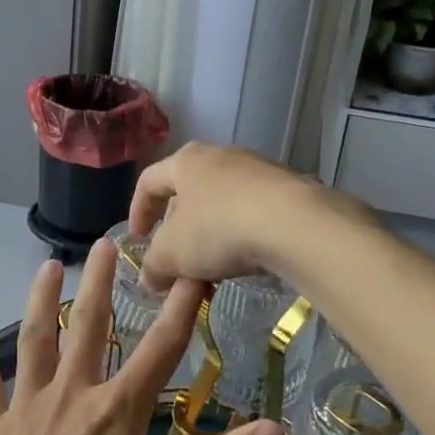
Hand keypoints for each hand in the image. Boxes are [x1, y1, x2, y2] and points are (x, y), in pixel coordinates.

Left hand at [0, 239, 284, 434]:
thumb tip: (276, 430)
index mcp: (116, 413)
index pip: (160, 350)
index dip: (180, 308)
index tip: (191, 270)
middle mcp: (70, 395)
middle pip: (90, 327)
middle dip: (102, 283)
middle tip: (107, 241)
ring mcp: (25, 408)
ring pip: (36, 339)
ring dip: (43, 298)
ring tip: (48, 264)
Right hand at [131, 142, 357, 290]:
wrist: (296, 224)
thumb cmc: (219, 229)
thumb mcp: (173, 254)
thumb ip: (154, 266)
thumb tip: (150, 279)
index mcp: (186, 162)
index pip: (149, 181)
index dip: (138, 210)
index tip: (137, 239)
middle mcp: (220, 156)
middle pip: (187, 193)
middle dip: (178, 232)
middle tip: (177, 262)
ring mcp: (258, 169)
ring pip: (221, 205)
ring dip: (210, 238)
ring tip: (212, 272)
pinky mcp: (289, 188)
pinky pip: (252, 212)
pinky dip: (241, 237)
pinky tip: (246, 263)